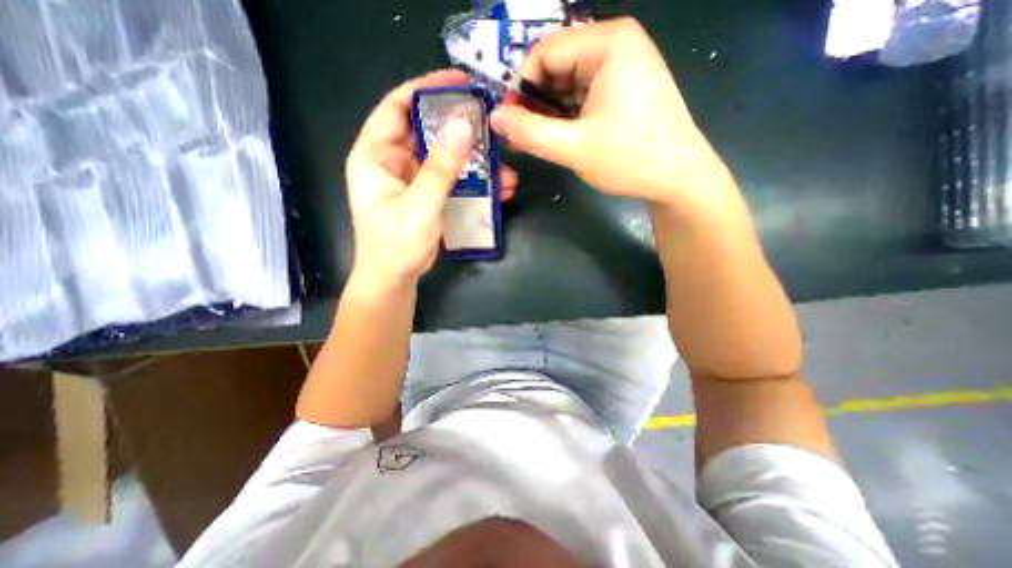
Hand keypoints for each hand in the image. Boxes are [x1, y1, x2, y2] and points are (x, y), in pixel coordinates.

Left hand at [350, 69, 520, 285]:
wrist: (395, 278)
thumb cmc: (396, 243)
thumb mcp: (420, 204)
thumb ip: (441, 166)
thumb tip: (464, 126)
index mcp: (376, 155)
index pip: (397, 107)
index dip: (426, 90)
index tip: (460, 83)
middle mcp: (392, 161)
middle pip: (427, 131)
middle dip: (459, 127)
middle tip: (490, 124)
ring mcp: (412, 179)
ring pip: (445, 158)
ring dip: (474, 161)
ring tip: (504, 166)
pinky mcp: (428, 195)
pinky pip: (452, 180)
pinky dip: (473, 181)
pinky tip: (499, 188)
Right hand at [493, 18, 735, 213]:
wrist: (678, 179)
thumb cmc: (630, 159)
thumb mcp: (573, 147)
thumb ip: (529, 132)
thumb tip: (495, 117)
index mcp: (607, 43)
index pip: (543, 52)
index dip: (520, 88)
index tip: (510, 124)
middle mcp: (615, 44)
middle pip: (556, 67)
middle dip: (535, 103)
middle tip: (522, 138)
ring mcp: (622, 67)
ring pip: (567, 84)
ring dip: (549, 113)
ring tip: (538, 142)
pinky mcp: (623, 89)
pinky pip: (583, 96)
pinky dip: (566, 116)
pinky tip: (560, 138)